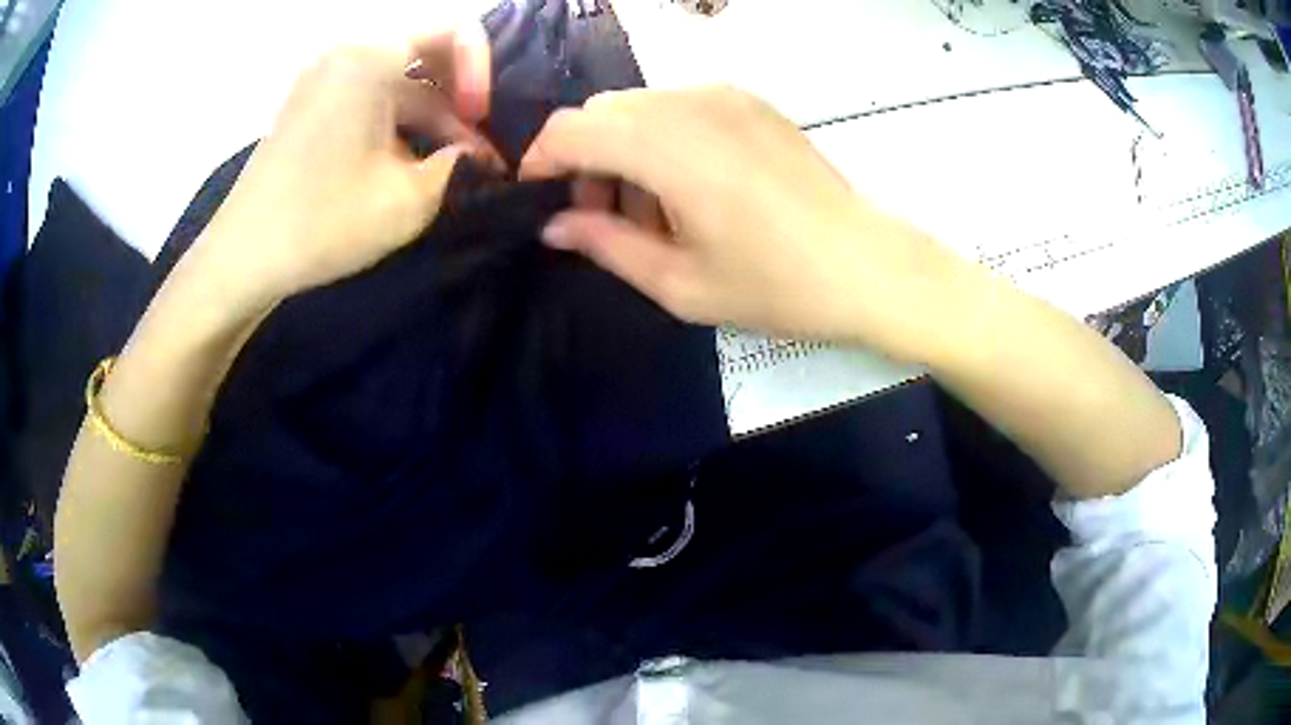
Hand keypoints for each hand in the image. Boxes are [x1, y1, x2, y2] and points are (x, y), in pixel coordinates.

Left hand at [186, 23, 500, 307]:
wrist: (243, 258)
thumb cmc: (322, 222)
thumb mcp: (409, 199)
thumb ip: (460, 167)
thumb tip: (480, 155)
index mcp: (371, 57)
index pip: (456, 31)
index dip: (483, 74)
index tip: (483, 125)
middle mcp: (348, 53)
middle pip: (428, 55)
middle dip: (461, 102)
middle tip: (480, 152)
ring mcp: (325, 77)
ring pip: (401, 81)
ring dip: (432, 118)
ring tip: (450, 167)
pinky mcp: (313, 104)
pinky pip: (372, 95)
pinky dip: (399, 122)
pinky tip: (411, 163)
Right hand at [520, 87, 975, 360]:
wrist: (868, 265)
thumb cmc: (776, 285)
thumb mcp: (679, 282)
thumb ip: (605, 245)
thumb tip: (555, 225)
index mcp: (666, 145)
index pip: (569, 130)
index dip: (541, 162)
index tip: (540, 202)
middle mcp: (689, 102)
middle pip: (600, 113)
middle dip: (584, 160)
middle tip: (605, 219)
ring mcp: (725, 95)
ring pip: (638, 108)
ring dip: (623, 151)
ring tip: (654, 213)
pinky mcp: (750, 102)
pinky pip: (679, 107)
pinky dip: (662, 139)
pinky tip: (692, 189)